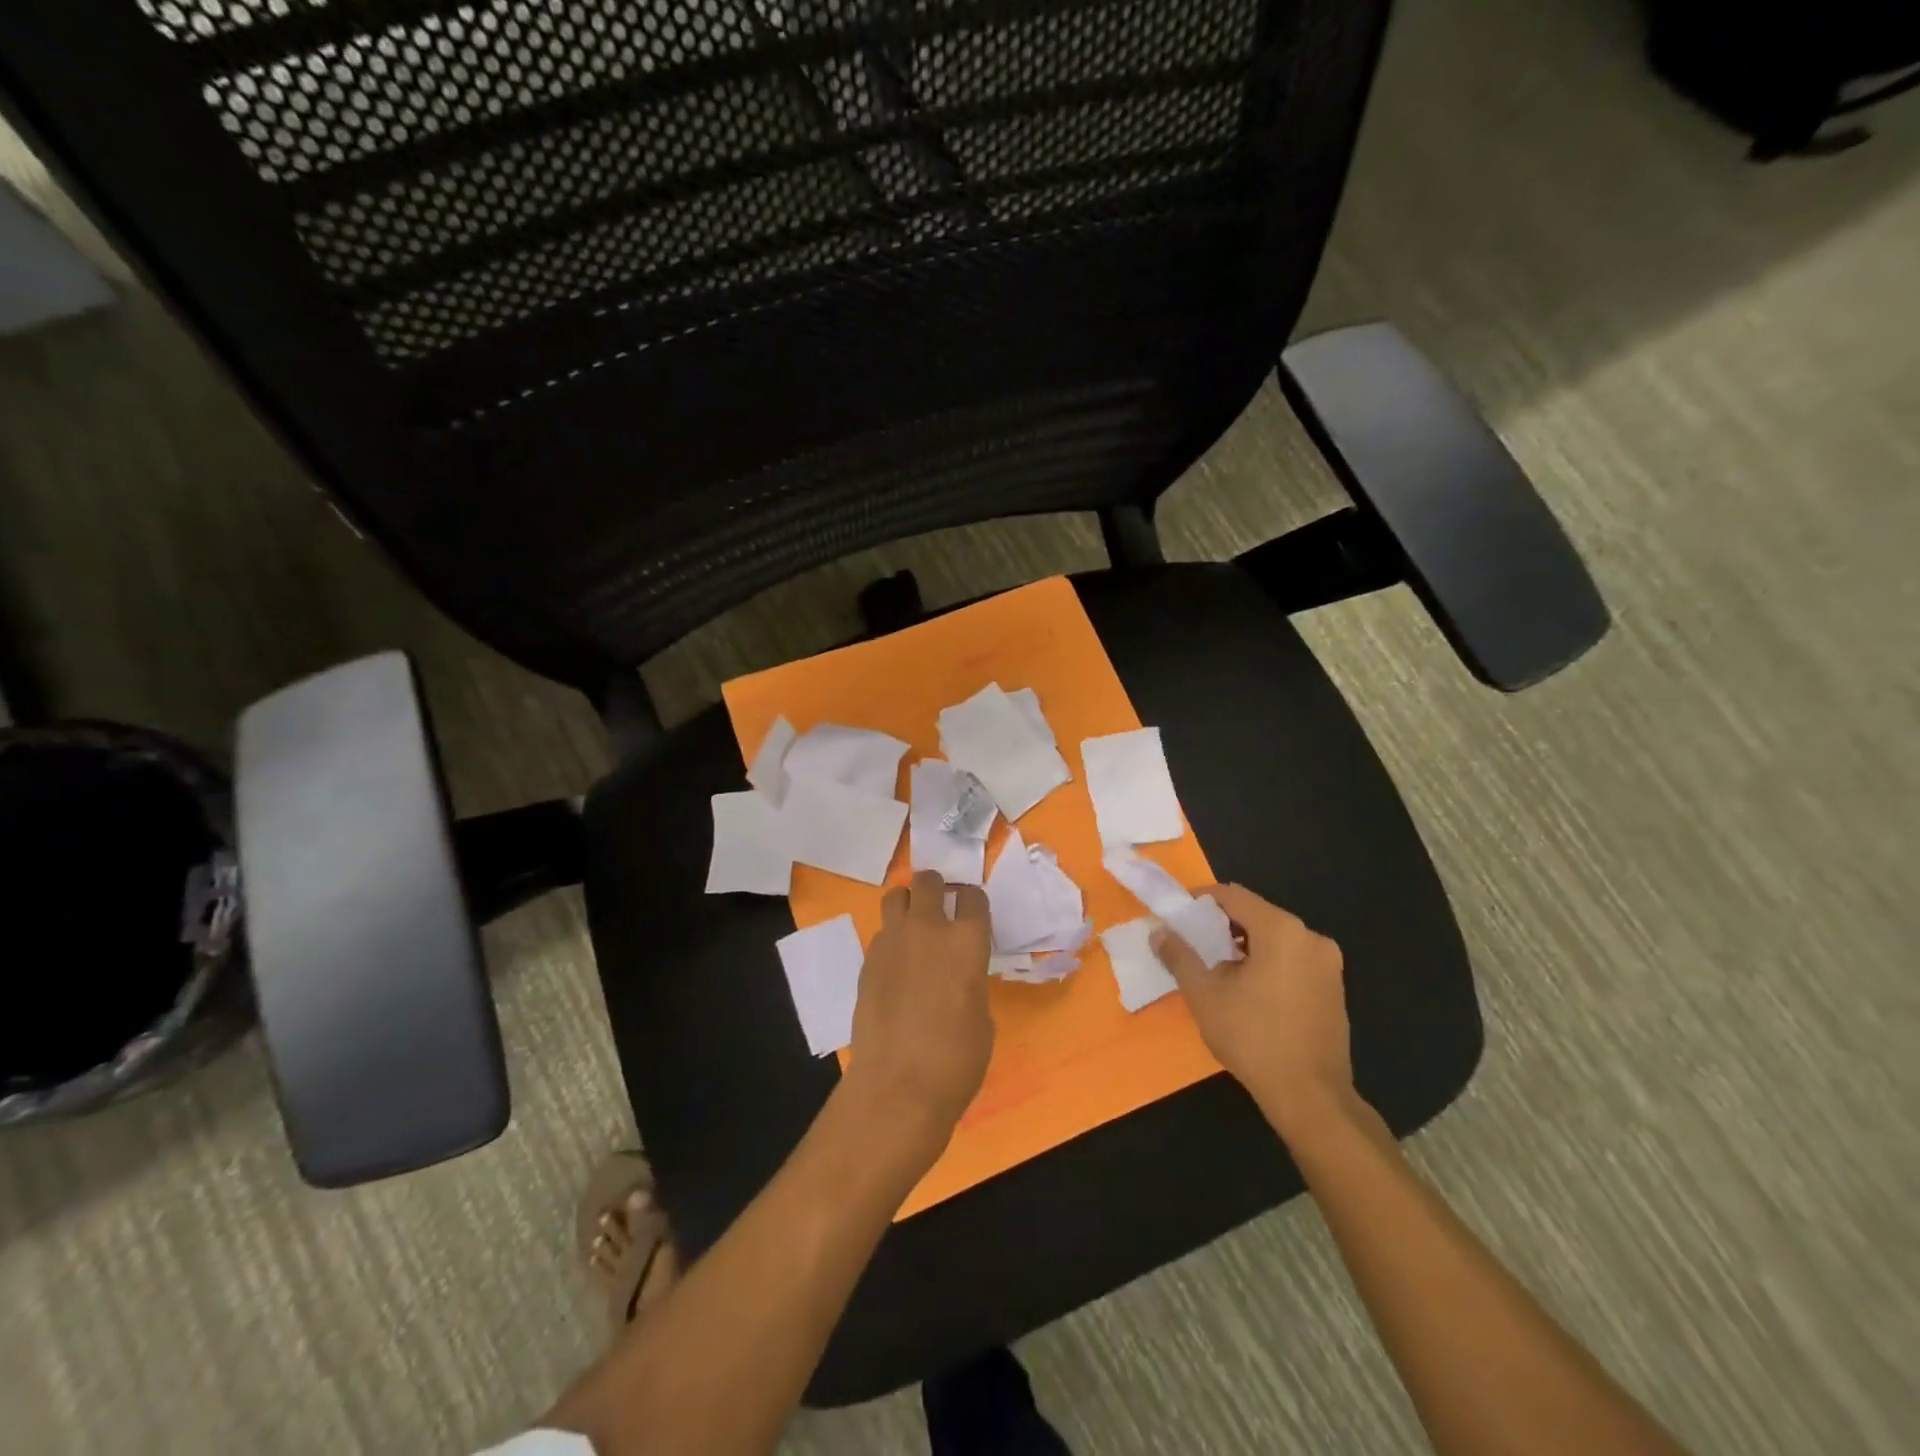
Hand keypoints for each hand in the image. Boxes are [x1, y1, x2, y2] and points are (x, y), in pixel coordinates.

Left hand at [846, 871, 994, 1148]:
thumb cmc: (956, 1060)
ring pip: (895, 896)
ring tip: (914, 929)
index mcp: (967, 941)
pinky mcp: (867, 960)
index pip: (972, 896)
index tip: (971, 914)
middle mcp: (928, 929)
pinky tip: (896, 967)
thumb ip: (971, 981)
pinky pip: (881, 933)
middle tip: (940, 909)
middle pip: (927, 881)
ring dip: (907, 905)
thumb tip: (958, 977)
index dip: (972, 903)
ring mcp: (892, 941)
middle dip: (935, 889)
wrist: (898, 1086)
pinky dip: (891, 940)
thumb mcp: (982, 1017)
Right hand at [1151, 884, 1354, 1143]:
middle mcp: (1311, 938)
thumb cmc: (1253, 1038)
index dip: (1202, 900)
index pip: (1234, 896)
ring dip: (1246, 946)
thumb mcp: (1204, 995)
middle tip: (1195, 945)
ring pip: (1276, 939)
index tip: (1179, 916)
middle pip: (1257, 915)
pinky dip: (1269, 964)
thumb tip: (1159, 933)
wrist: (1311, 1097)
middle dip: (1223, 926)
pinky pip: (1294, 960)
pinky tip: (1250, 992)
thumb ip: (1180, 956)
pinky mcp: (1334, 989)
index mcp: (1281, 930)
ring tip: (1218, 971)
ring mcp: (1328, 965)